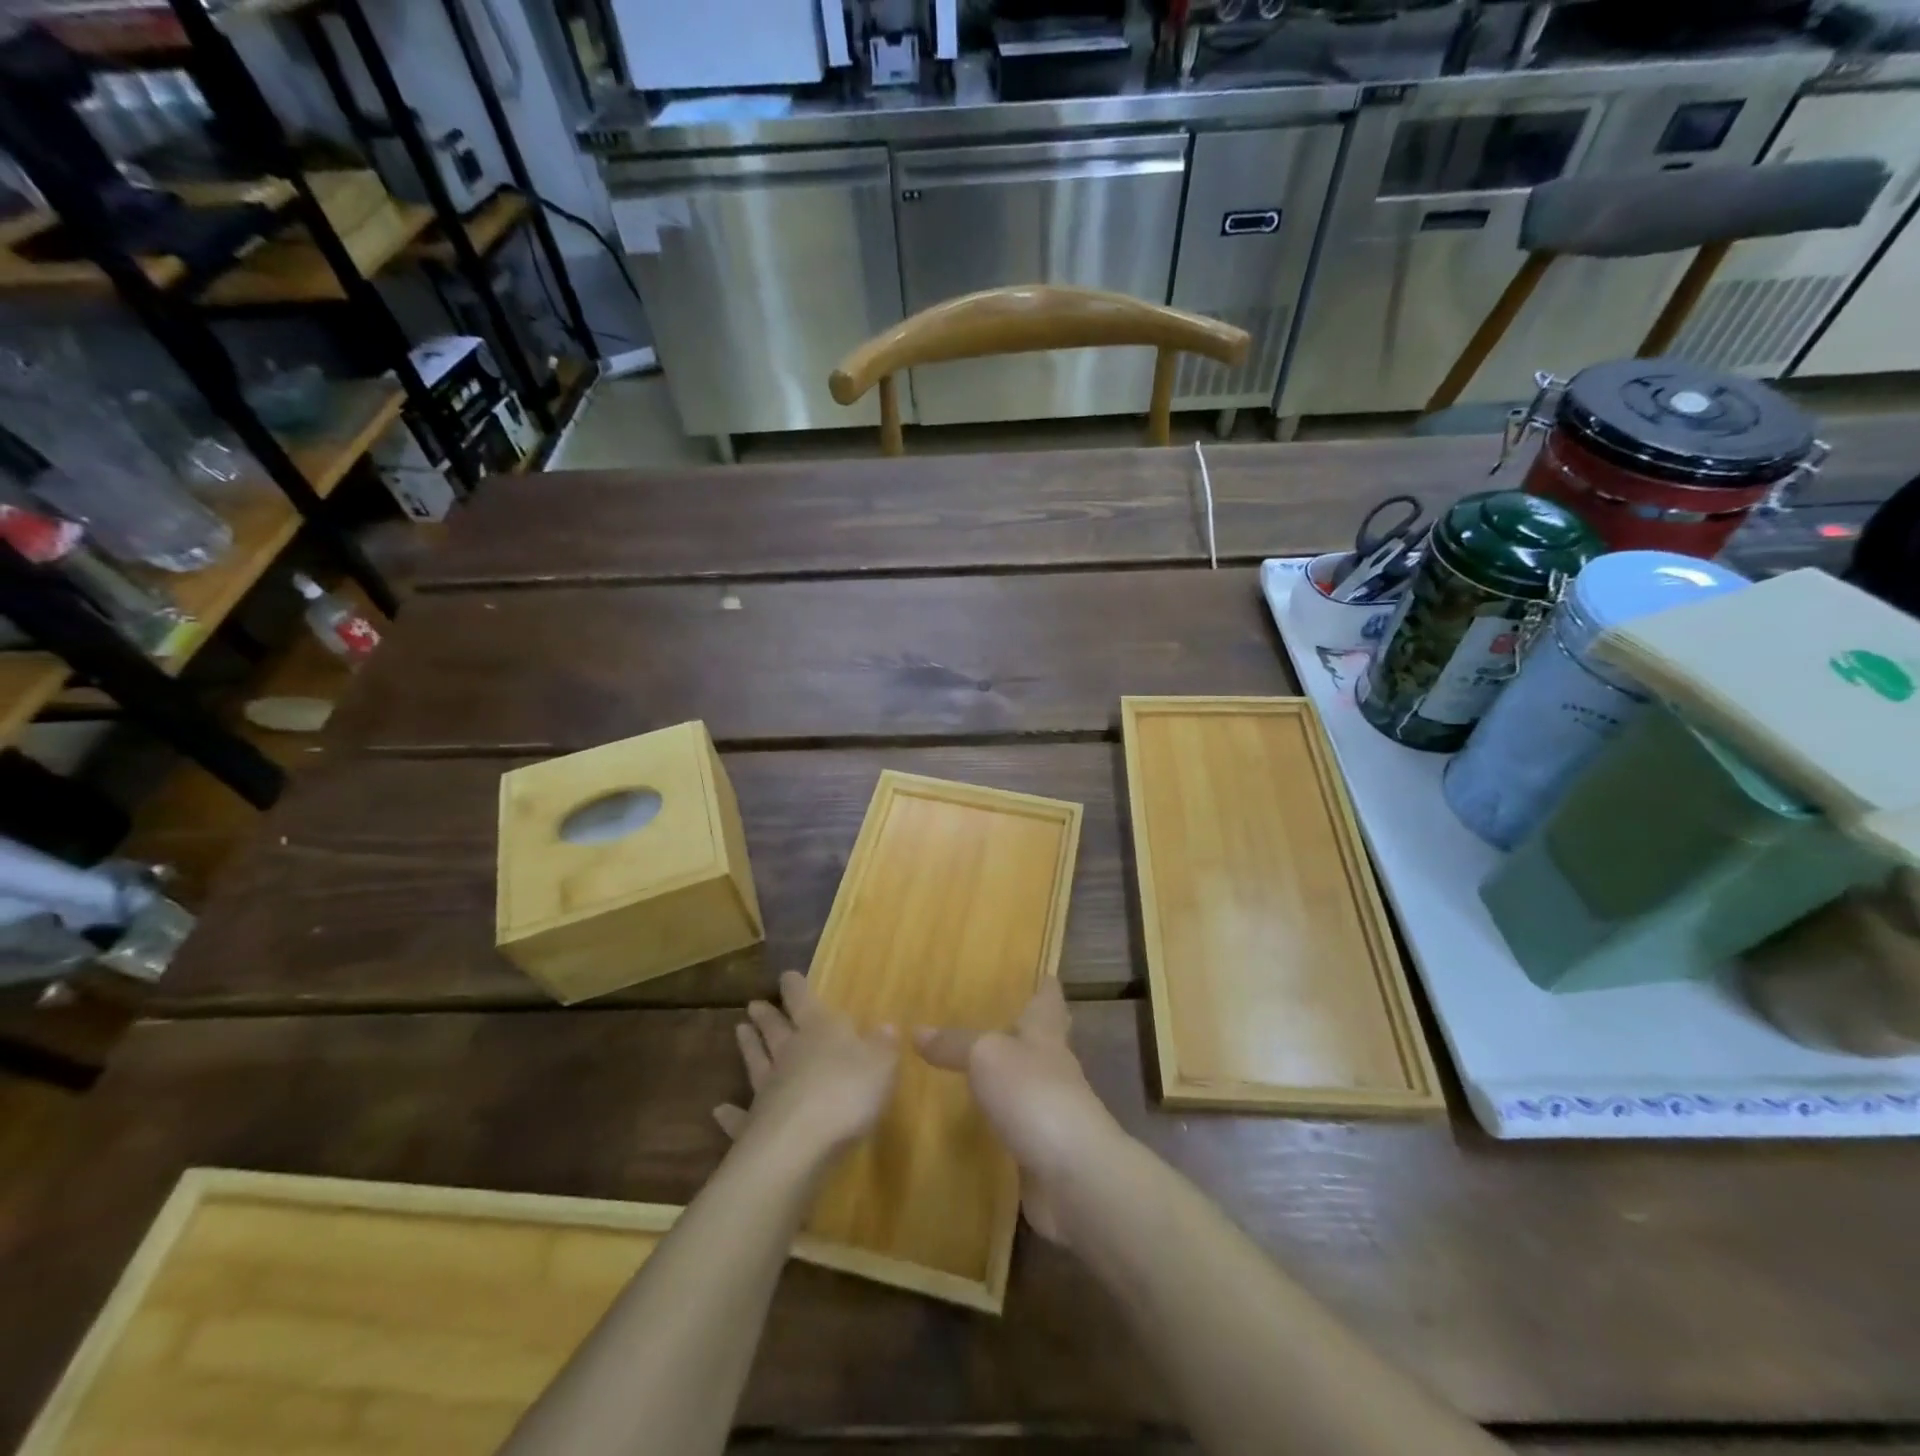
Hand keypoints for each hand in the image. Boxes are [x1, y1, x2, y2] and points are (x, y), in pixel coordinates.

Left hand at [715, 971, 899, 1167]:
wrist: (801, 1144)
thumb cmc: (847, 1093)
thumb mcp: (881, 1065)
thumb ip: (882, 1046)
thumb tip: (885, 1027)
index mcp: (819, 1031)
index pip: (804, 1001)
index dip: (796, 988)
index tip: (786, 975)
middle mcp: (789, 1054)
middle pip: (776, 1029)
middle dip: (767, 1016)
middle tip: (753, 1004)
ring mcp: (768, 1090)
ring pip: (757, 1062)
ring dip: (749, 1047)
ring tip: (738, 1030)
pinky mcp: (753, 1126)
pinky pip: (740, 1117)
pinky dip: (730, 1113)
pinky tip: (719, 1110)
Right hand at [914, 979, 1121, 1243]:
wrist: (1072, 1173)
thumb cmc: (1033, 1094)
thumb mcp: (986, 1056)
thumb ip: (954, 1044)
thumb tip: (917, 1030)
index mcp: (1045, 1034)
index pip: (1048, 1001)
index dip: (1045, 987)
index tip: (1043, 972)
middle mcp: (1053, 1066)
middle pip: (1044, 1039)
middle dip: (1027, 1028)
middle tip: (1002, 1015)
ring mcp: (1051, 1110)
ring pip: (1029, 1081)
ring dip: (1011, 1074)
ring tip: (979, 1065)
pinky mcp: (1042, 1149)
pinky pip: (1018, 1123)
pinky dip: (1003, 1117)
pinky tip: (981, 1119)